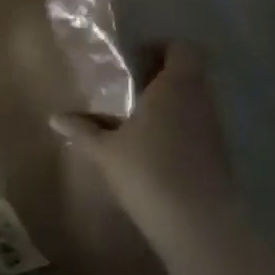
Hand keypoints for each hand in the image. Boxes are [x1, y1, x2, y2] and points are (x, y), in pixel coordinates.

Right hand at [53, 43, 236, 256]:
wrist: (199, 225)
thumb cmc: (148, 171)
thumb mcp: (105, 150)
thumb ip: (83, 130)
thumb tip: (55, 118)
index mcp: (176, 86)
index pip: (182, 49)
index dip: (161, 48)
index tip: (134, 59)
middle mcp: (200, 101)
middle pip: (188, 75)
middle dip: (160, 78)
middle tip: (128, 88)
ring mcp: (214, 130)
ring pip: (193, 103)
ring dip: (169, 106)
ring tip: (135, 119)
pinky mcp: (219, 157)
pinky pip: (197, 129)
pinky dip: (178, 131)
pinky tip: (152, 149)